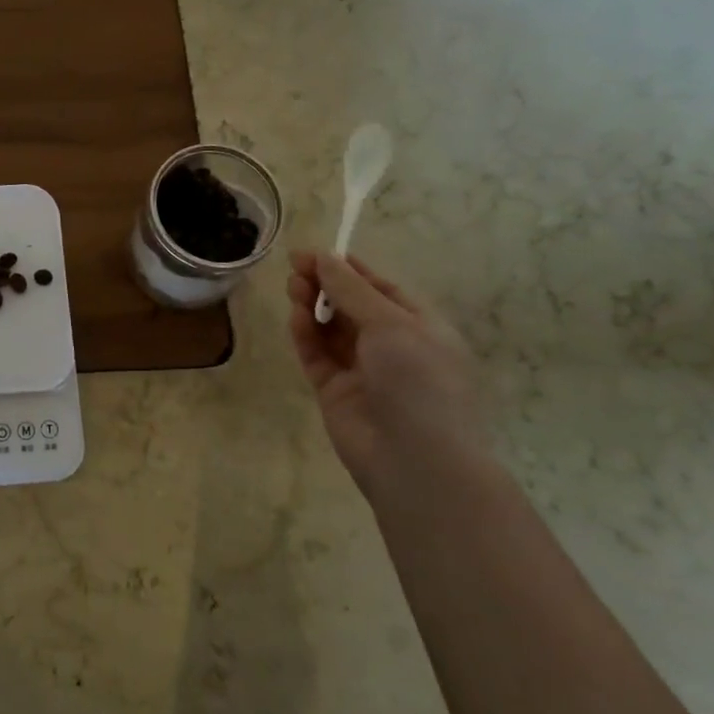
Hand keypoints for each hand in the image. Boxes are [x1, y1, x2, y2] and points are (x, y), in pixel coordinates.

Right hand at [286, 252, 489, 496]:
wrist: (415, 460)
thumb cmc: (419, 381)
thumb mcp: (391, 324)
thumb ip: (351, 290)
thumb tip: (322, 257)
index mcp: (419, 327)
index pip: (380, 289)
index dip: (348, 269)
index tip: (314, 253)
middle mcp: (391, 346)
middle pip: (351, 306)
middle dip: (325, 285)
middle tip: (296, 268)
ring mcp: (361, 370)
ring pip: (330, 328)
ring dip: (312, 305)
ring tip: (293, 288)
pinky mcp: (334, 390)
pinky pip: (316, 354)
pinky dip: (305, 334)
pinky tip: (296, 317)